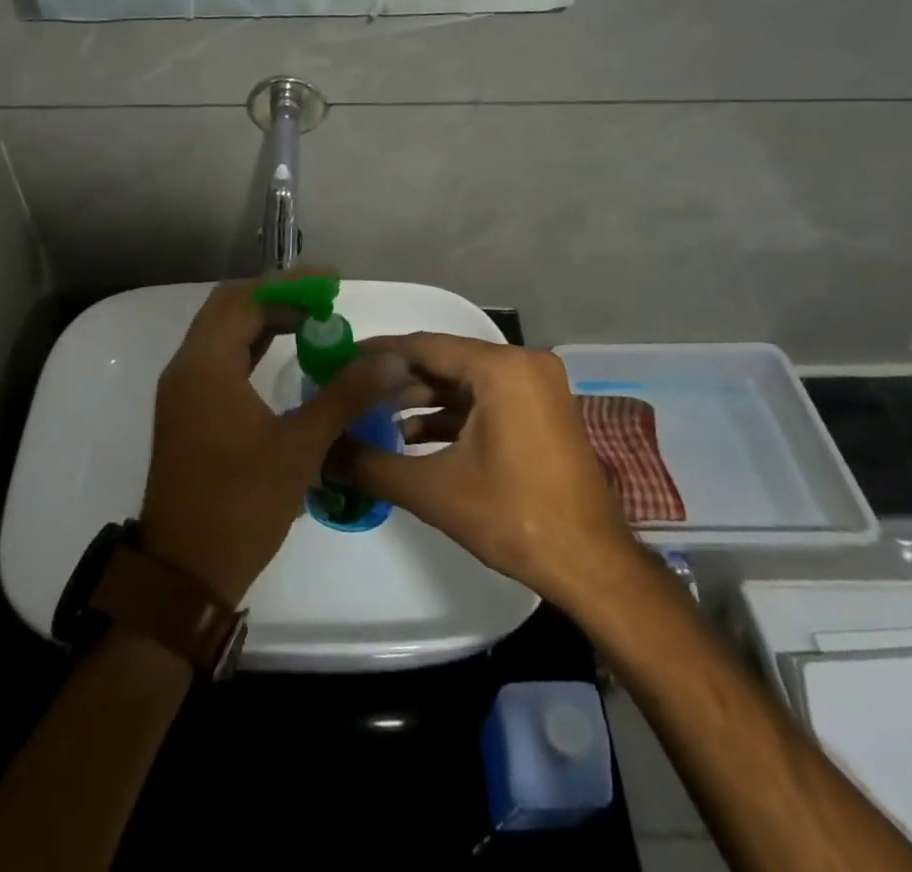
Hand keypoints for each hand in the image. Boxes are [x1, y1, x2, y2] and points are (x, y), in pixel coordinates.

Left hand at [138, 277, 398, 605]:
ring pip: (222, 333)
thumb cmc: (240, 505)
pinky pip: (219, 358)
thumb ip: (343, 397)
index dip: (290, 286)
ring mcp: (183, 390)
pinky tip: (284, 355)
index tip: (332, 283)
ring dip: (263, 320)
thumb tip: (389, 360)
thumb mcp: (299, 448)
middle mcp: (187, 367)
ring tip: (313, 321)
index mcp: (206, 366)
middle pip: (229, 308)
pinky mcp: (188, 411)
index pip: (245, 300)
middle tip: (324, 299)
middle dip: (277, 298)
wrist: (183, 573)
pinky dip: (251, 346)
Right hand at [329, 333, 639, 606]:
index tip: (339, 359)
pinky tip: (413, 437)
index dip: (377, 353)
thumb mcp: (434, 490)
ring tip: (374, 418)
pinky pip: (486, 398)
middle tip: (351, 391)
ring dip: (422, 400)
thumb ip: (371, 465)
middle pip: (445, 361)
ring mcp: (537, 386)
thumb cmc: (513, 518)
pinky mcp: (541, 409)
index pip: (424, 346)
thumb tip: (320, 454)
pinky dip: (451, 414)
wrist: (591, 565)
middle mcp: (523, 363)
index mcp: (502, 368)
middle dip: (397, 380)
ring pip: (465, 381)